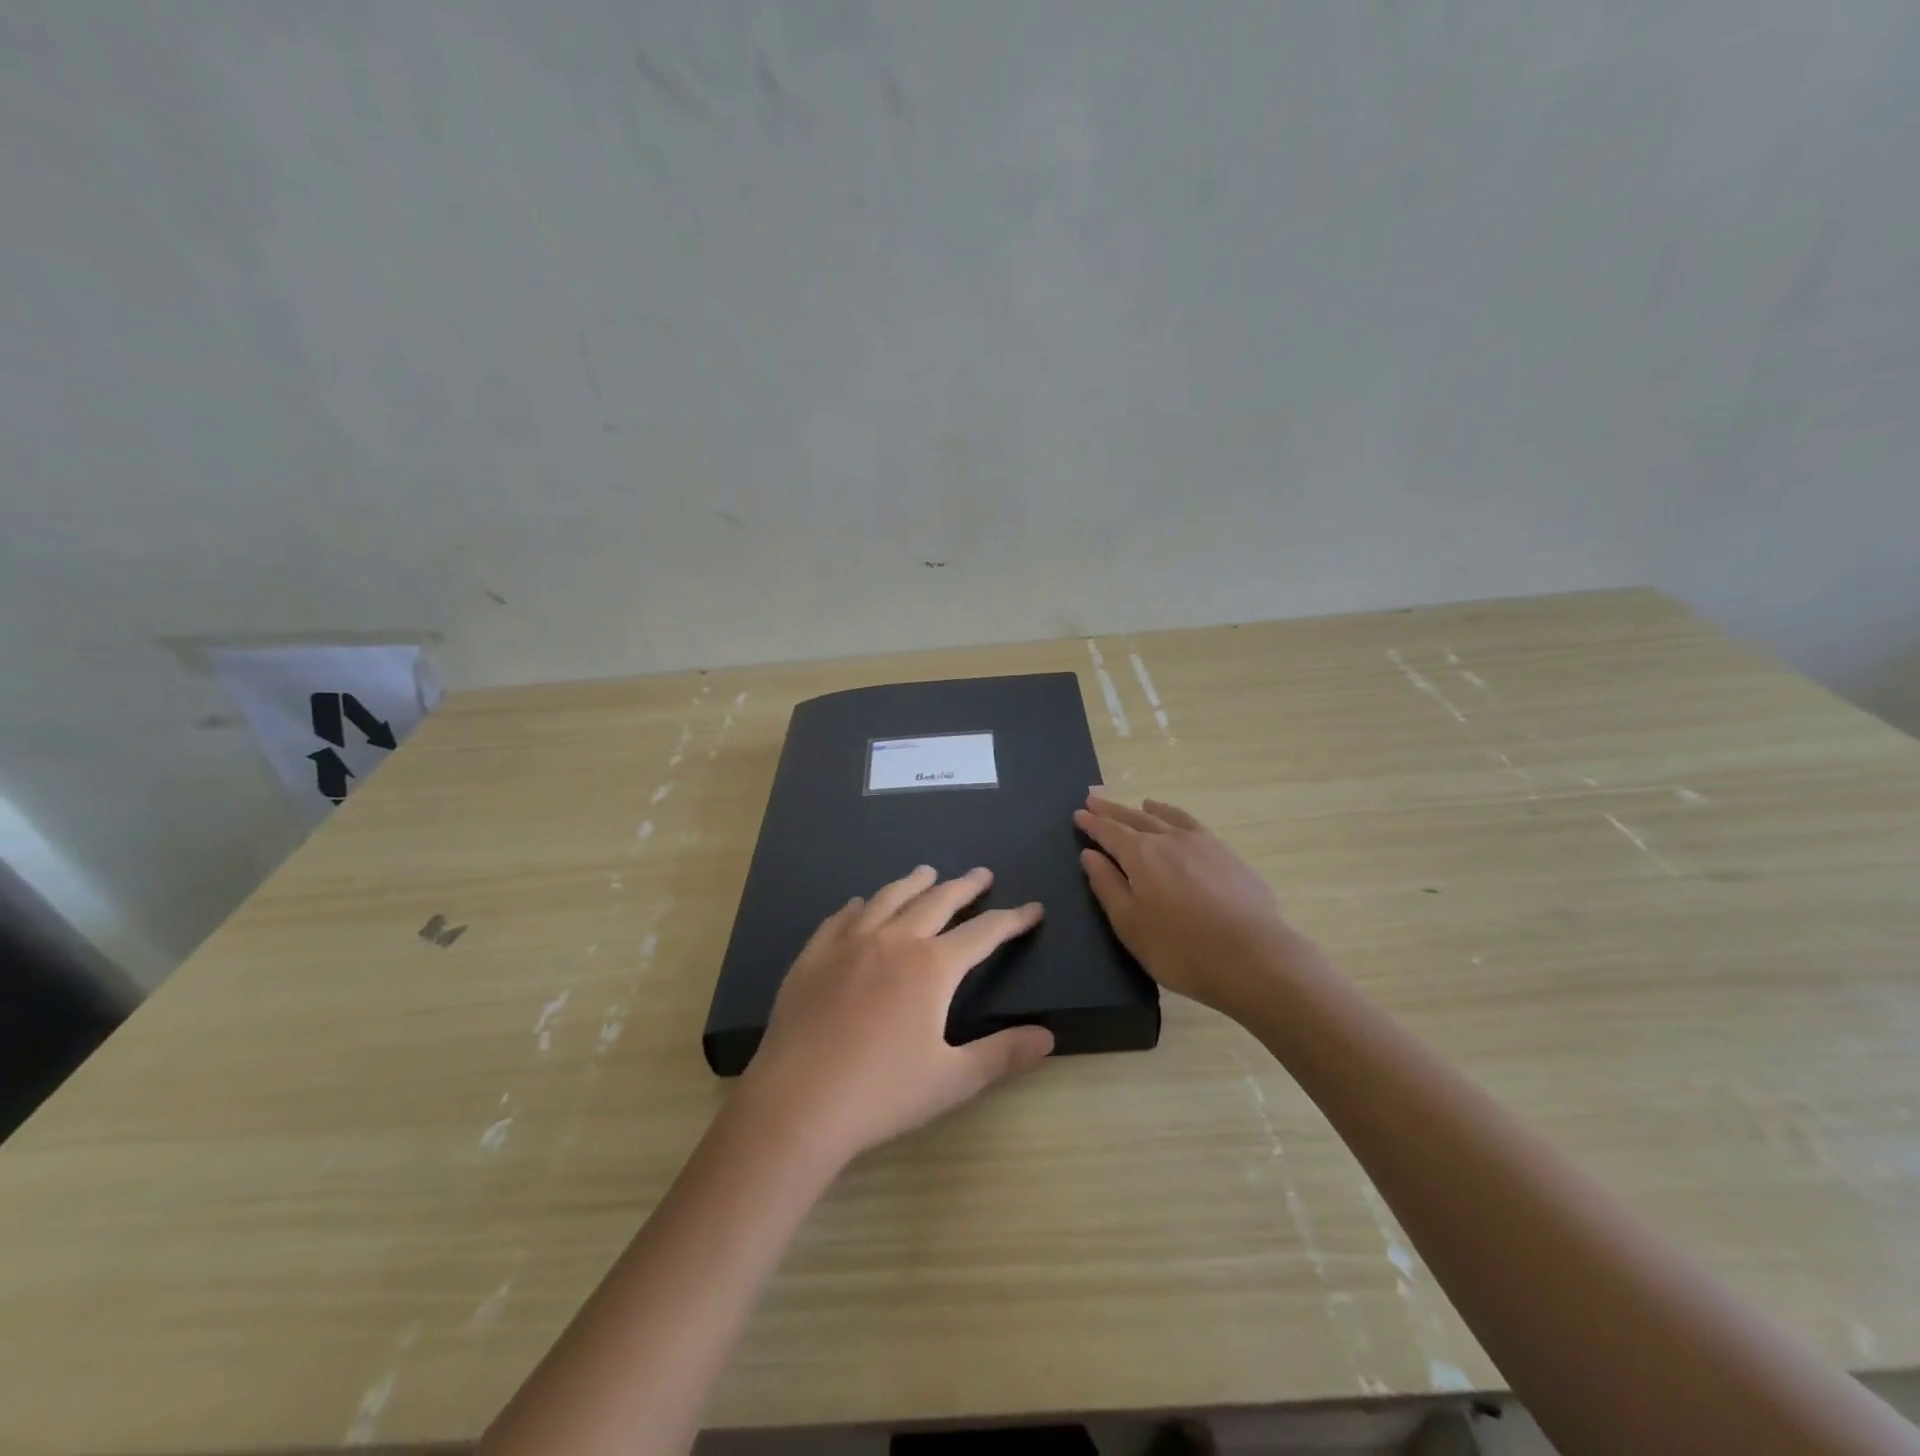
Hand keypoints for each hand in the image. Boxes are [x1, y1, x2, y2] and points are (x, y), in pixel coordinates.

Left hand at [736, 866, 1053, 1164]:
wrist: (797, 1104)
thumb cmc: (881, 1094)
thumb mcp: (952, 1080)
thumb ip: (1002, 1054)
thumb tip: (1047, 1036)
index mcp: (931, 967)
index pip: (984, 933)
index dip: (1013, 920)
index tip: (1033, 909)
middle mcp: (893, 941)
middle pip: (937, 902)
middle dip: (964, 887)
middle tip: (982, 874)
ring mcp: (848, 944)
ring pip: (888, 898)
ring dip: (913, 883)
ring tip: (927, 873)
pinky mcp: (813, 956)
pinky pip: (841, 918)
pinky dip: (860, 906)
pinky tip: (861, 904)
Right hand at [1075, 794, 1302, 1019]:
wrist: (1253, 957)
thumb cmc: (1180, 948)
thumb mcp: (1130, 924)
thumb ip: (1107, 886)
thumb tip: (1090, 855)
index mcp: (1140, 855)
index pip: (1109, 832)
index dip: (1092, 823)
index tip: (1079, 813)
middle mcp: (1169, 839)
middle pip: (1135, 817)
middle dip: (1112, 810)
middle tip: (1095, 799)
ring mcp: (1203, 843)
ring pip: (1167, 817)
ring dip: (1148, 809)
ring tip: (1139, 802)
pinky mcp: (1228, 855)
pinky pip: (1193, 825)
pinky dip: (1178, 817)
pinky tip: (1179, 824)